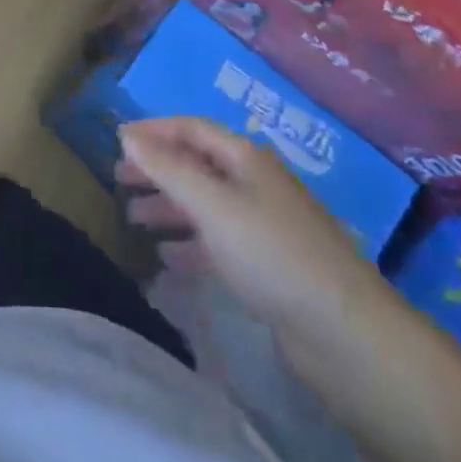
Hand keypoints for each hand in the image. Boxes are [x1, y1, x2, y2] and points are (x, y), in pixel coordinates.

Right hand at [117, 117, 382, 336]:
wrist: (344, 333)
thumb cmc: (271, 253)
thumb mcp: (212, 205)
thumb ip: (167, 168)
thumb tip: (127, 135)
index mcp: (246, 159)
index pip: (192, 129)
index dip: (154, 130)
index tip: (116, 141)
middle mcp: (255, 184)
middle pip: (197, 166)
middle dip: (157, 170)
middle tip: (118, 181)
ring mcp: (263, 226)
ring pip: (205, 205)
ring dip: (169, 207)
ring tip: (133, 220)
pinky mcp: (267, 266)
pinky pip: (218, 243)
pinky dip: (189, 244)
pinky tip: (166, 259)